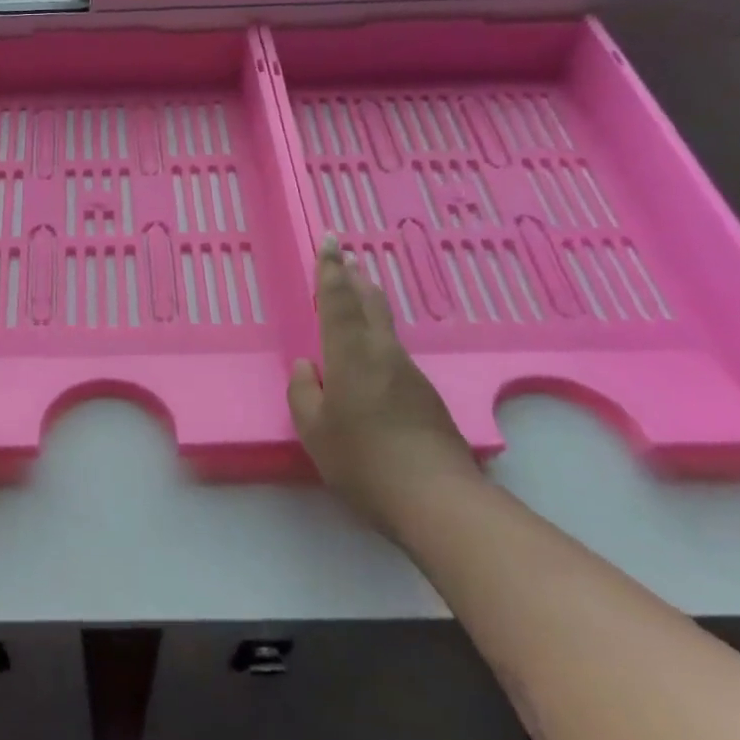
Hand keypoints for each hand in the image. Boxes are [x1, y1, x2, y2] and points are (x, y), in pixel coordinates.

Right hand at [288, 235, 479, 536]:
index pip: (338, 300)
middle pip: (370, 303)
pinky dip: (378, 338)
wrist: (436, 498)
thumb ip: (303, 393)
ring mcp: (410, 373)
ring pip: (385, 327)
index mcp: (351, 354)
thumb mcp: (314, 430)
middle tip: (347, 258)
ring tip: (357, 297)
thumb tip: (306, 368)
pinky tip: (370, 358)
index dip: (331, 269)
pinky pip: (393, 353)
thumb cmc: (363, 460)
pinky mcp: (425, 395)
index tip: (330, 241)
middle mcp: (383, 353)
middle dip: (355, 278)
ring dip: (369, 305)